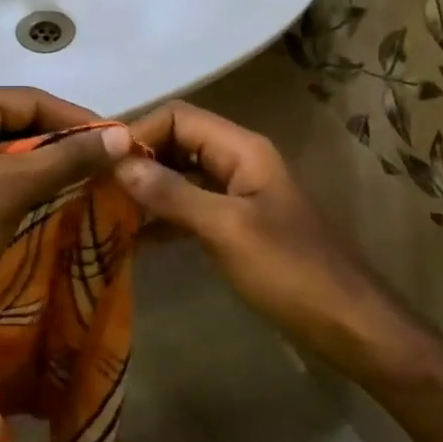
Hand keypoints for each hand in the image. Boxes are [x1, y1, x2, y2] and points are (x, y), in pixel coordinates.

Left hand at [0, 87, 129, 349]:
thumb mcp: (12, 190)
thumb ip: (68, 157)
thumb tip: (122, 135)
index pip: (26, 99)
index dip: (76, 119)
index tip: (120, 140)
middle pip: (15, 118)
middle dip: (61, 141)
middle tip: (108, 161)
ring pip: (4, 144)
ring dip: (45, 161)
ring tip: (90, 176)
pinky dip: (21, 177)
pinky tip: (54, 191)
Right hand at [113, 101, 393, 368]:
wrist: (348, 324)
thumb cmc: (291, 271)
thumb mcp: (226, 229)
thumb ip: (172, 194)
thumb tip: (119, 163)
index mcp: (242, 149)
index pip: (178, 117)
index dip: (138, 132)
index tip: (99, 164)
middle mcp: (238, 161)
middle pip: (178, 142)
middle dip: (138, 159)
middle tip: (94, 188)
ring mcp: (238, 193)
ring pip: (181, 175)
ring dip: (146, 189)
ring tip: (103, 211)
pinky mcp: (236, 225)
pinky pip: (190, 207)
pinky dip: (162, 217)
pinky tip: (132, 239)